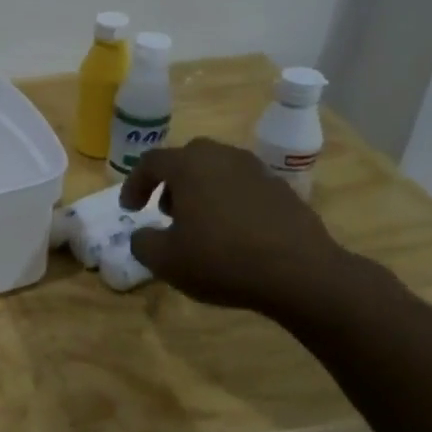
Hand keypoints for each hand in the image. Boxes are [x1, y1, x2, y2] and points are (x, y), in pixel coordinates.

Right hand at [118, 139, 357, 317]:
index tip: (130, 209)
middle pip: (187, 159)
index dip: (134, 184)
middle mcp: (222, 157)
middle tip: (165, 211)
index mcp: (189, 165)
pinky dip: (231, 202)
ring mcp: (257, 170)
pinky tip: (234, 234)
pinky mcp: (283, 190)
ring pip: (218, 170)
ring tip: (200, 224)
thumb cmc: (222, 259)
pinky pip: (244, 188)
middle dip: (170, 183)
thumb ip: (142, 242)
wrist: (302, 274)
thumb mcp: (165, 260)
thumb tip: (143, 235)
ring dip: (202, 191)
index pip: (151, 162)